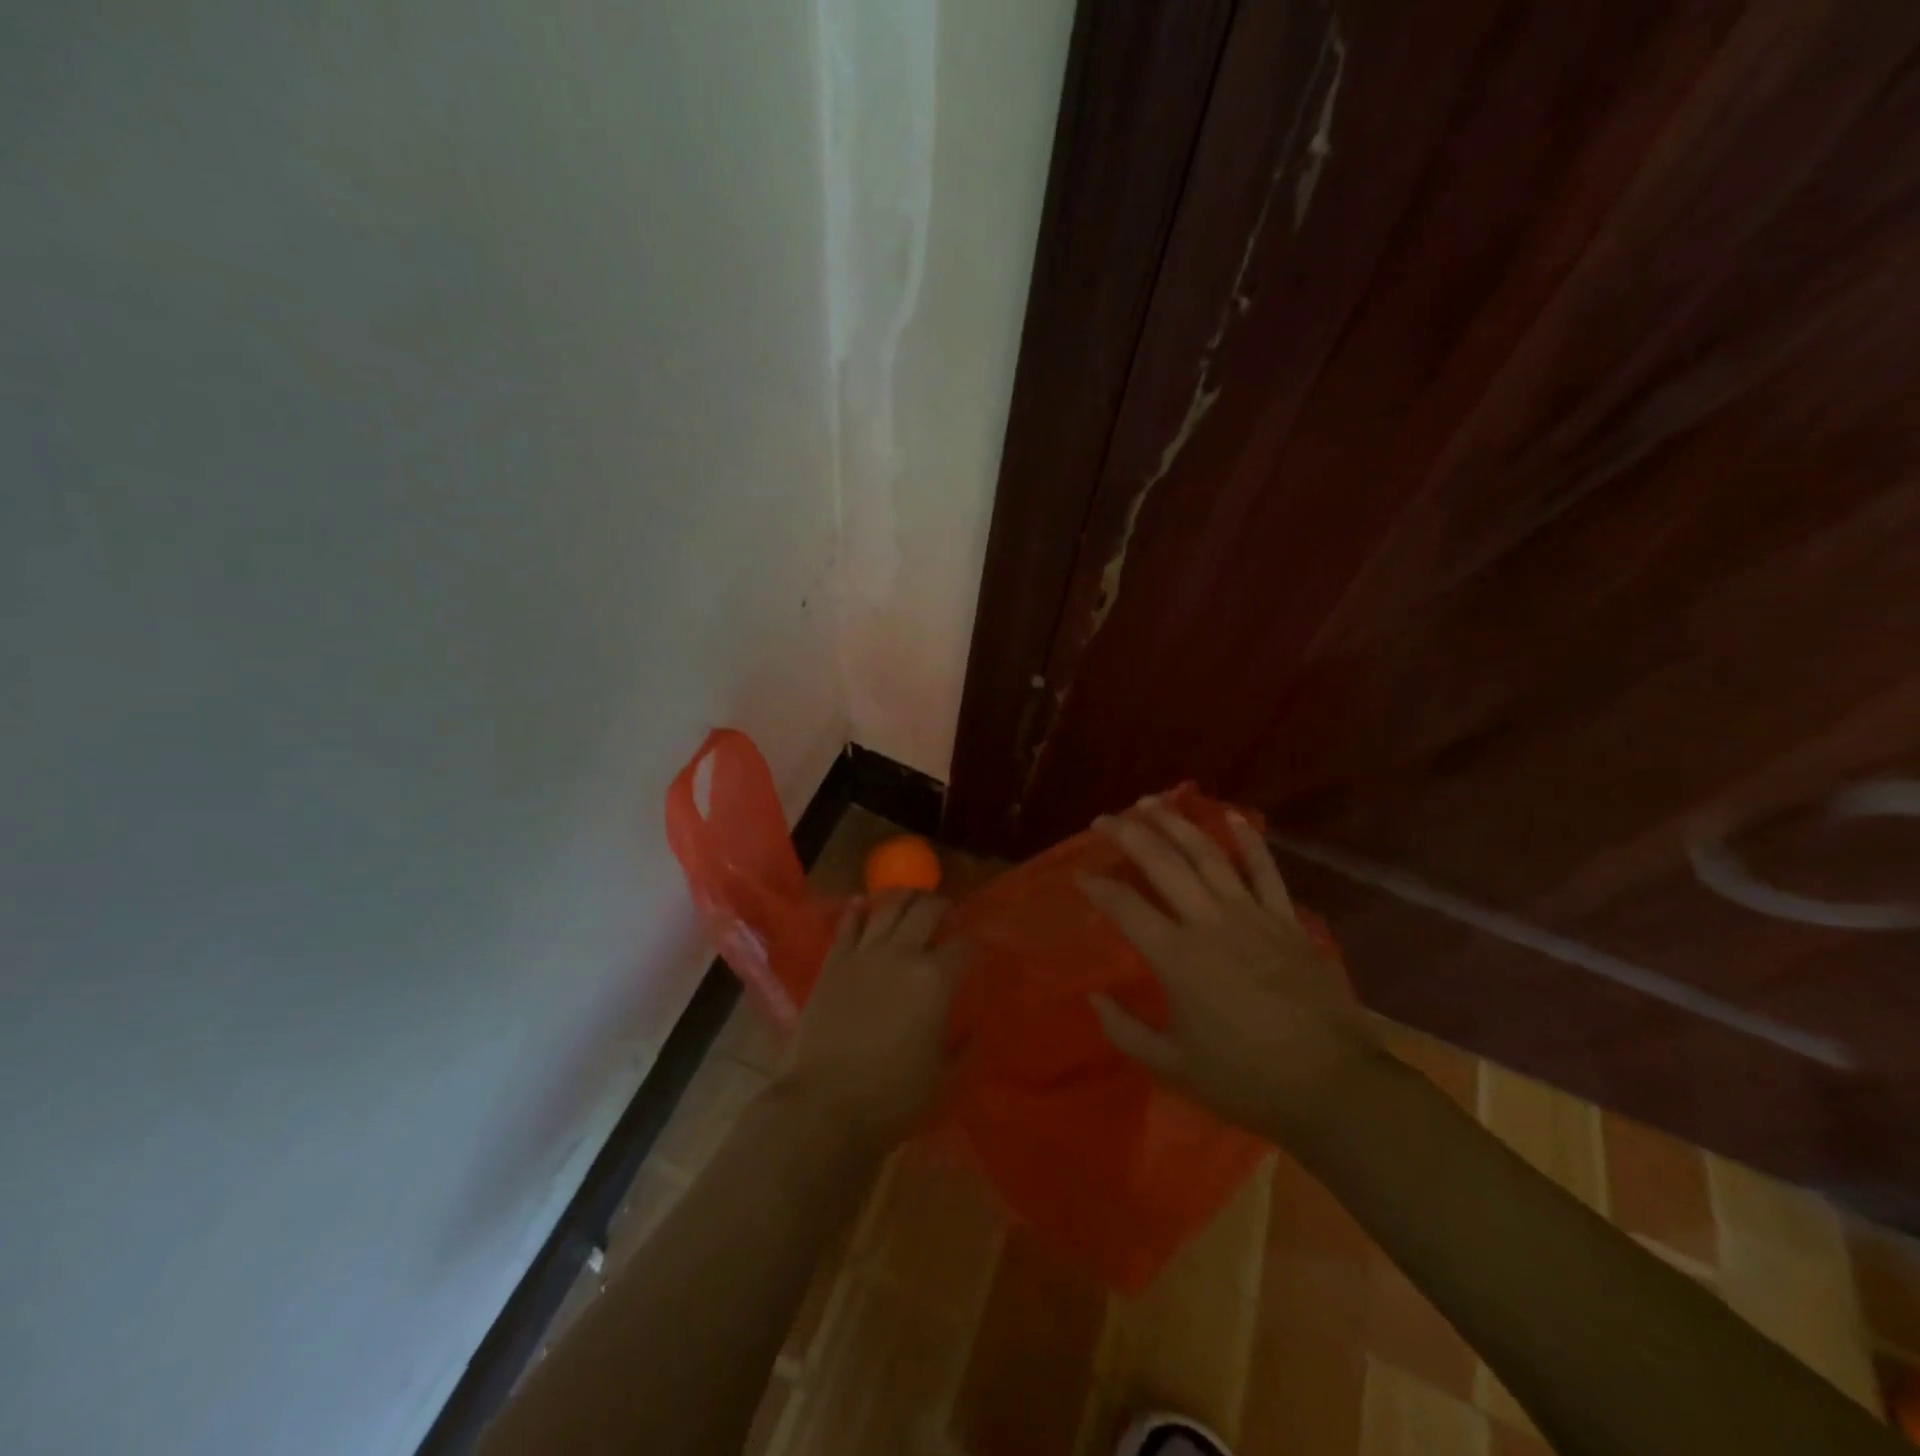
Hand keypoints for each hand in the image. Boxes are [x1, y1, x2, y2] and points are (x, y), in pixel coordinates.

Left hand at [776, 892, 967, 1146]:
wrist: (823, 1105)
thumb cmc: (892, 1098)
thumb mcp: (943, 1078)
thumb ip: (963, 1045)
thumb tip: (975, 1024)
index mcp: (936, 981)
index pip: (963, 947)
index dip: (973, 944)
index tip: (976, 947)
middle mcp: (902, 956)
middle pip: (926, 913)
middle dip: (941, 907)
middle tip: (946, 910)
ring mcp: (864, 955)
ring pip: (888, 909)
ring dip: (904, 897)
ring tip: (912, 895)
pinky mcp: (833, 963)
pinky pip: (848, 926)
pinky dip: (857, 911)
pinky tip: (862, 903)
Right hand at [1079, 796, 1380, 1139]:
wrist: (1332, 1086)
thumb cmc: (1247, 1080)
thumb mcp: (1174, 1067)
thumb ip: (1126, 1031)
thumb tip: (1095, 998)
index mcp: (1177, 958)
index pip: (1125, 907)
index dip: (1098, 886)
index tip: (1081, 875)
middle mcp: (1209, 923)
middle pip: (1162, 864)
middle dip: (1129, 835)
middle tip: (1104, 820)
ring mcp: (1252, 915)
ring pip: (1207, 855)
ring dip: (1176, 824)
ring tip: (1150, 802)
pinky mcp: (1286, 920)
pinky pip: (1265, 870)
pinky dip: (1248, 840)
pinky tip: (1231, 816)